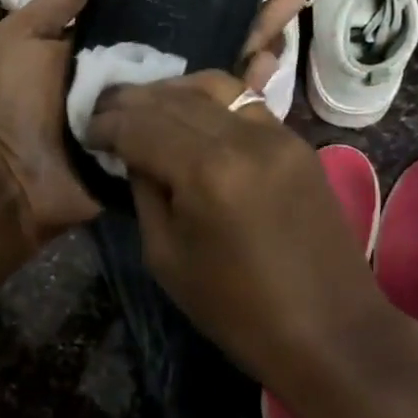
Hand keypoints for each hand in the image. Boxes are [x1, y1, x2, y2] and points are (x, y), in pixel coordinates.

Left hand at [0, 0, 312, 250]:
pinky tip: (272, 73)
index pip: (164, 11)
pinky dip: (242, 98)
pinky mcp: (172, 144)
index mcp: (111, 46)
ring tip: (288, 24)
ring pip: (215, 76)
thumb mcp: (27, 39)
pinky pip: (210, 120)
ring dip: (252, 50)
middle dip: (242, 18)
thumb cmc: (18, 104)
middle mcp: (144, 73)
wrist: (21, 179)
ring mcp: (161, 110)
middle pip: (201, 40)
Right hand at [84, 71, 387, 397]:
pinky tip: (189, 112)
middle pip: (172, 98)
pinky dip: (209, 100)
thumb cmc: (238, 309)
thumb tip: (134, 154)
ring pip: (212, 86)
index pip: (140, 125)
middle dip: (131, 100)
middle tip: (104, 108)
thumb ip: (145, 192)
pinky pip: (244, 102)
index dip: (107, 124)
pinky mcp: (296, 141)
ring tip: (143, 104)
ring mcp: (276, 133)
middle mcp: (242, 137)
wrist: (330, 330)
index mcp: (205, 171)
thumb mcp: (166, 256)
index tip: (87, 130)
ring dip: (170, 90)